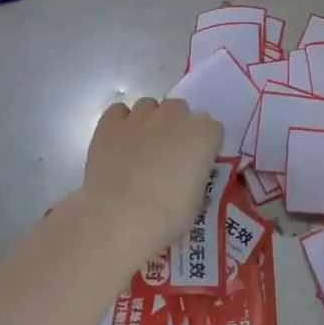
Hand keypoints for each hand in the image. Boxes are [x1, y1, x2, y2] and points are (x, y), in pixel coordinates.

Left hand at [80, 97, 222, 265]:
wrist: (120, 217)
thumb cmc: (167, 218)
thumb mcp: (196, 200)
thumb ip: (193, 177)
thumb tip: (182, 179)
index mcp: (205, 134)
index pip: (212, 129)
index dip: (203, 147)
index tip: (195, 165)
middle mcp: (175, 116)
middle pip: (180, 109)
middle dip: (176, 127)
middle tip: (167, 157)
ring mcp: (141, 116)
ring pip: (148, 106)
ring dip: (149, 122)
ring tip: (140, 149)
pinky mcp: (110, 123)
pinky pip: (118, 111)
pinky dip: (120, 123)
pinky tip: (118, 143)